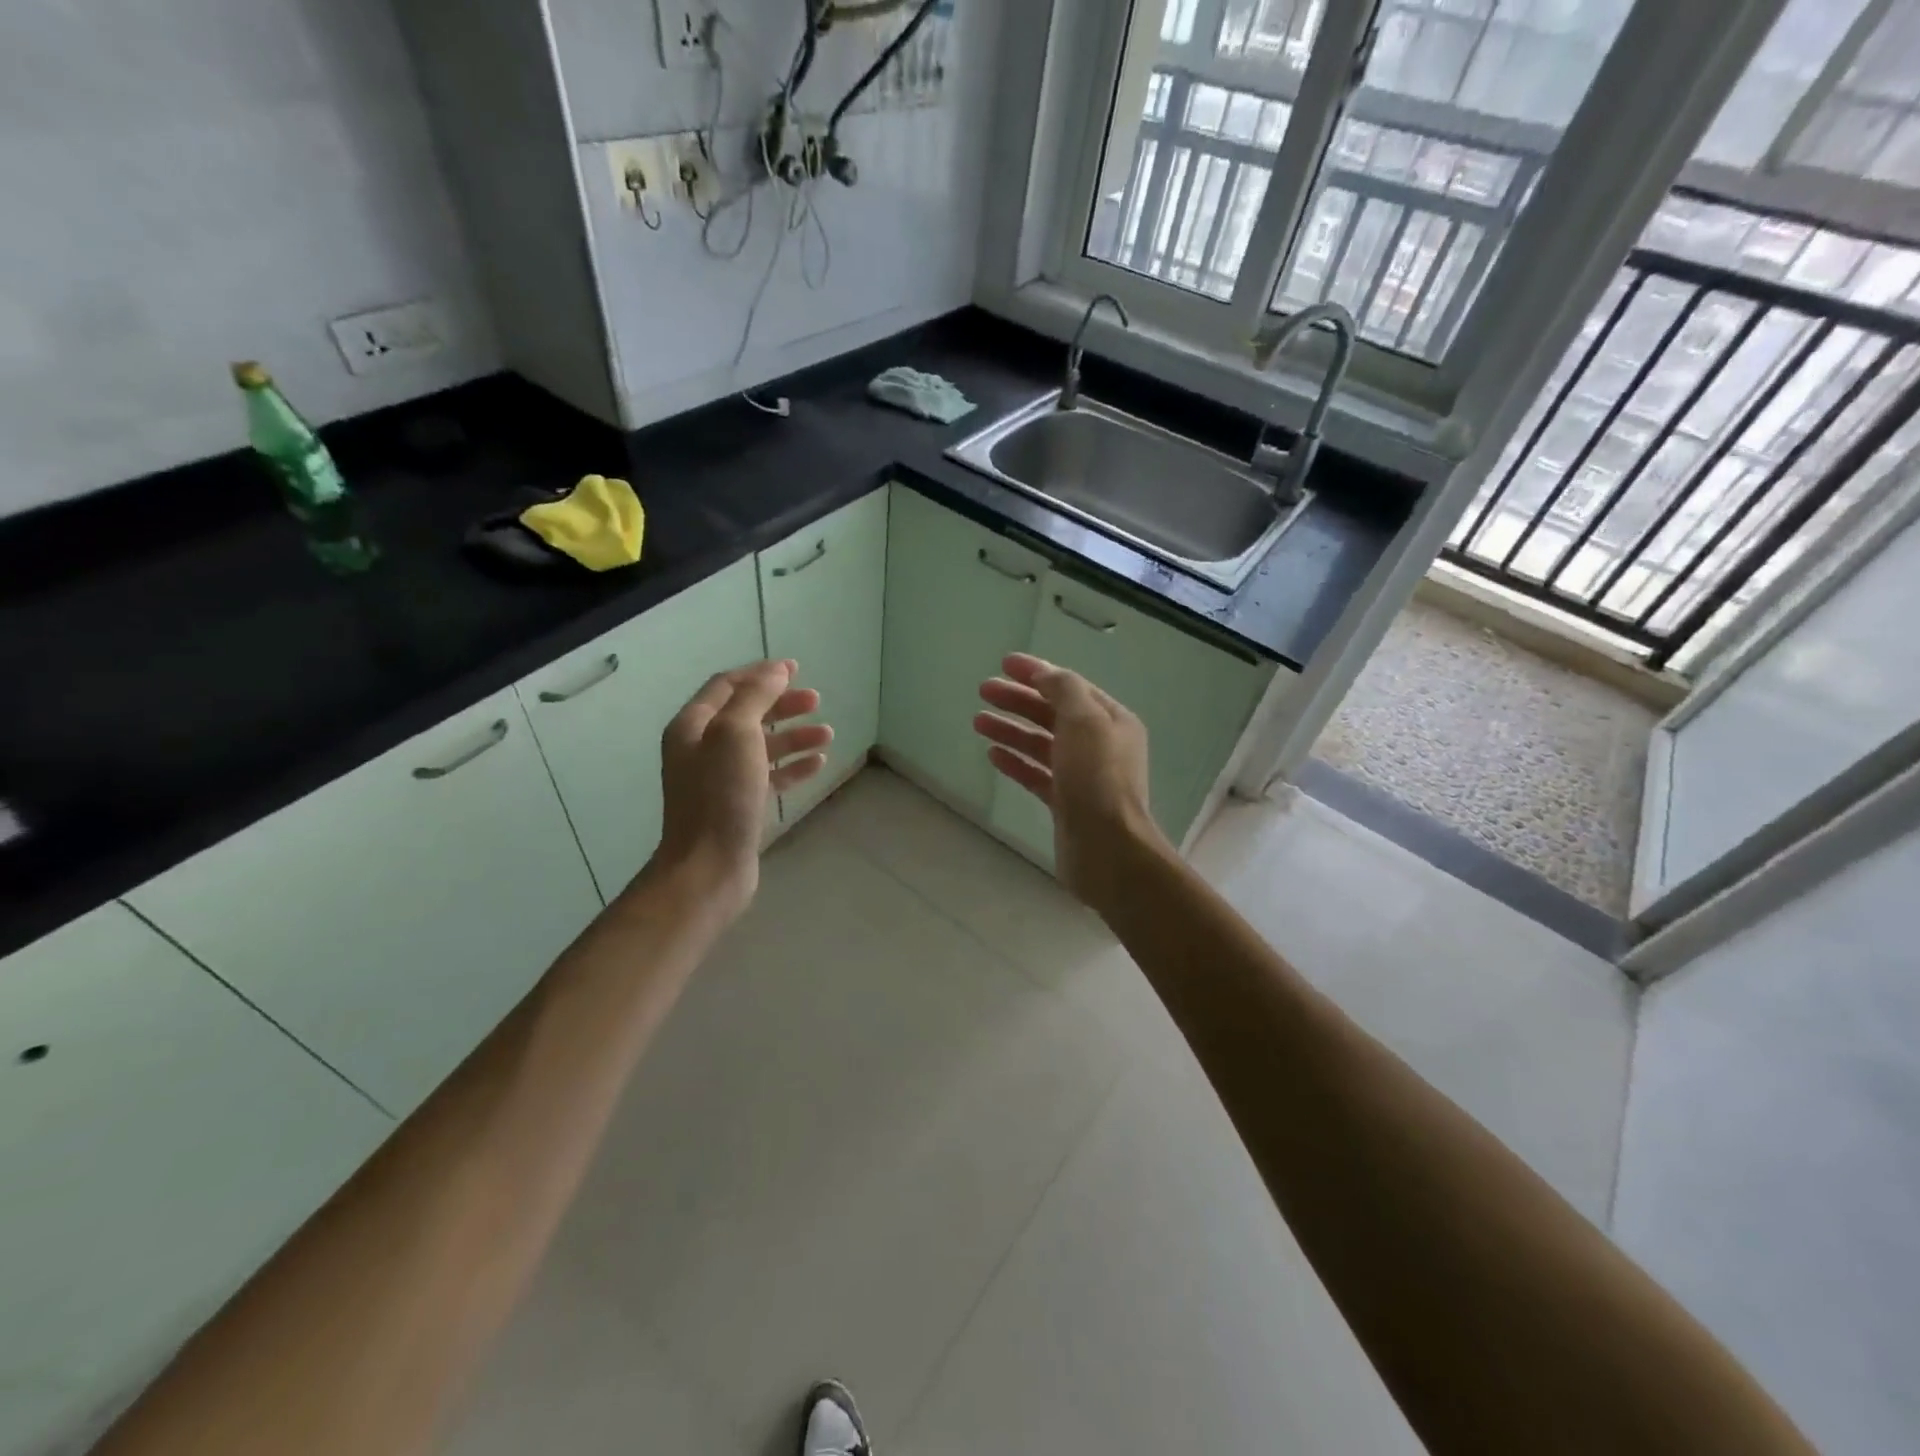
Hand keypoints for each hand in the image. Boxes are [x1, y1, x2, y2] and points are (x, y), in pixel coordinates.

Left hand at [649, 659, 831, 918]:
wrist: (709, 866)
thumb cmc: (720, 795)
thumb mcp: (736, 734)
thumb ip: (756, 697)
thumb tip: (776, 672)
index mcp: (693, 726)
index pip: (727, 686)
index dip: (760, 674)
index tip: (795, 668)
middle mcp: (702, 749)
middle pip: (747, 714)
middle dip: (782, 704)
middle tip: (816, 700)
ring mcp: (720, 779)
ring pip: (762, 746)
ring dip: (793, 736)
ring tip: (827, 734)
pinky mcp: (739, 805)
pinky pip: (769, 776)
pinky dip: (793, 766)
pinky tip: (818, 763)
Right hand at [973, 652, 1170, 908]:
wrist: (1108, 850)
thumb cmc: (1097, 779)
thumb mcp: (1084, 720)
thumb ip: (1063, 690)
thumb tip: (1043, 675)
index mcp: (1111, 720)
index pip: (1069, 686)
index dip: (1037, 672)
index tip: (1003, 663)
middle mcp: (1099, 744)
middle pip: (1053, 713)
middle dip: (1019, 699)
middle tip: (983, 690)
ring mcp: (1082, 775)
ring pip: (1041, 743)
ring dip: (1011, 729)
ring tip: (978, 721)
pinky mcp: (1066, 803)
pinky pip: (1037, 773)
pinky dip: (1016, 761)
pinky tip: (993, 755)